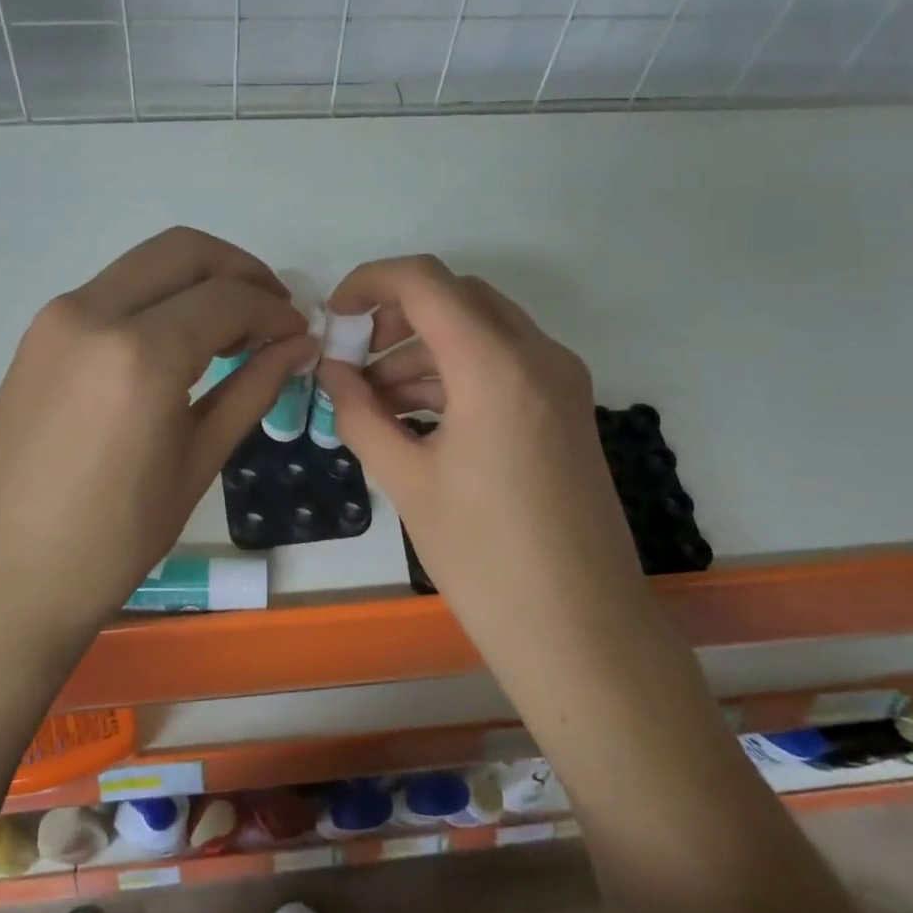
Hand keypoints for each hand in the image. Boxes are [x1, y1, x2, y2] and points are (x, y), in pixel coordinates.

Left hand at [0, 228, 313, 651]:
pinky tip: (178, 343)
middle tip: (272, 313)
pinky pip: (113, 291)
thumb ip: (252, 390)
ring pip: (146, 263)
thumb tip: (297, 346)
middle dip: (240, 270)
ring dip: (198, 280)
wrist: (2, 582)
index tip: (298, 334)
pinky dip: (158, 299)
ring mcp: (57, 319)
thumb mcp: (196, 464)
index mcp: (141, 354)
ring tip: (232, 331)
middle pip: (185, 251)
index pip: (228, 298)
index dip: (274, 310)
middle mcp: (93, 313)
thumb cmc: (112, 541)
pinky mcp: (38, 334)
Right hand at [314, 257, 634, 649]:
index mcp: (496, 367)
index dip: (370, 282)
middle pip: (457, 297)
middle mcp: (538, 357)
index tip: (335, 316)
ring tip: (375, 399)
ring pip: (482, 330)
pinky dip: (457, 373)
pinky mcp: (567, 409)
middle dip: (397, 315)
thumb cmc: (484, 558)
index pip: (426, 282)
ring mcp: (561, 382)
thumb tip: (332, 373)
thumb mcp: (406, 481)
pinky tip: (417, 417)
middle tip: (355, 358)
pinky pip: (504, 364)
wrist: (581, 630)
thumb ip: (360, 414)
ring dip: (425, 349)